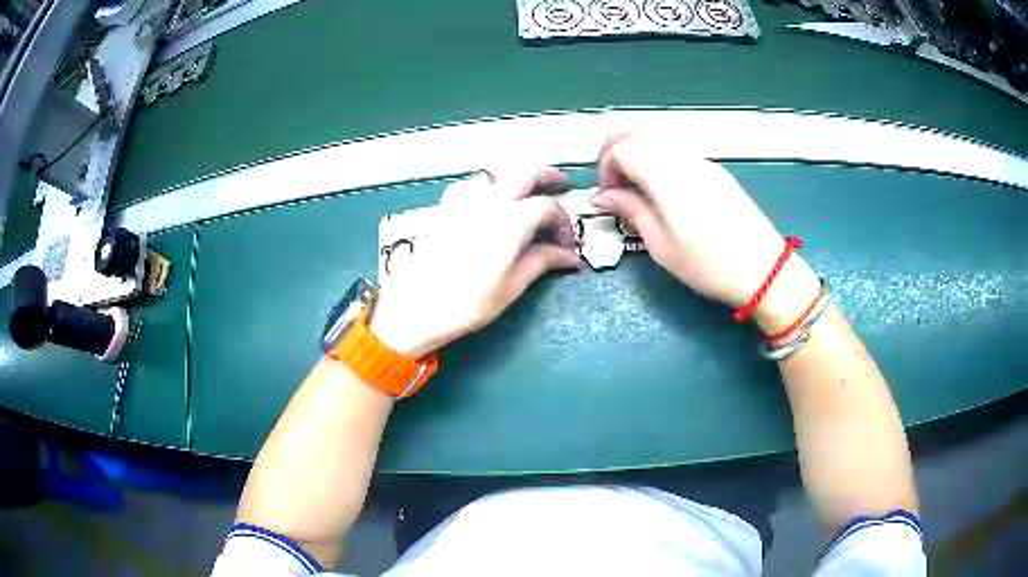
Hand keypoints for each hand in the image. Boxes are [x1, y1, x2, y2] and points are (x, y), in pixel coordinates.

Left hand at [369, 167, 579, 356]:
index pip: (549, 208)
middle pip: (526, 172)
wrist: (418, 307)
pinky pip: (469, 185)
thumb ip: (542, 261)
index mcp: (511, 220)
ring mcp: (464, 202)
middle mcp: (490, 201)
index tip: (566, 245)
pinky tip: (487, 201)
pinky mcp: (446, 209)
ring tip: (527, 195)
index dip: (564, 224)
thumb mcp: (512, 286)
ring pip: (497, 174)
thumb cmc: (468, 302)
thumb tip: (568, 256)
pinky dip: (485, 187)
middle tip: (562, 186)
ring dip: (517, 179)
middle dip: (548, 176)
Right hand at [593, 134, 819, 332]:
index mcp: (666, 176)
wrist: (764, 271)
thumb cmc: (709, 265)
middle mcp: (684, 159)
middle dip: (618, 156)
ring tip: (642, 198)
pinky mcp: (718, 172)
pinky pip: (679, 155)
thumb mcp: (661, 245)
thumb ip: (631, 211)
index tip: (609, 198)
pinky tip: (668, 199)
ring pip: (659, 142)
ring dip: (640, 160)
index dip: (606, 168)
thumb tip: (605, 196)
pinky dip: (661, 166)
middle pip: (638, 134)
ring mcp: (704, 162)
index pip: (621, 147)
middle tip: (618, 190)